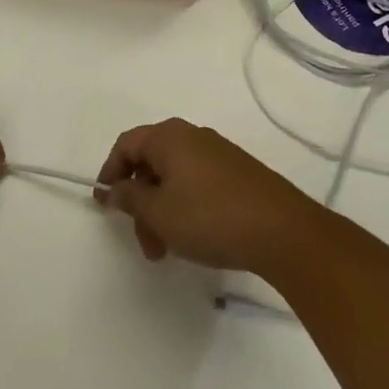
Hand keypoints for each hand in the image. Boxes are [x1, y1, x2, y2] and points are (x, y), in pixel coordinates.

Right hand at [95, 119, 319, 274]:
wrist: (283, 231)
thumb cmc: (210, 217)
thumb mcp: (159, 212)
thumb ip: (129, 198)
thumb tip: (113, 188)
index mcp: (169, 136)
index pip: (126, 144)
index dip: (110, 172)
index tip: (105, 204)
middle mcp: (192, 137)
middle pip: (151, 163)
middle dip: (140, 203)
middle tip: (143, 241)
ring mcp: (218, 154)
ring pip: (174, 179)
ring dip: (162, 212)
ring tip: (167, 251)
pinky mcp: (238, 174)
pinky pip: (197, 184)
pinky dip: (184, 208)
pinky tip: (193, 239)